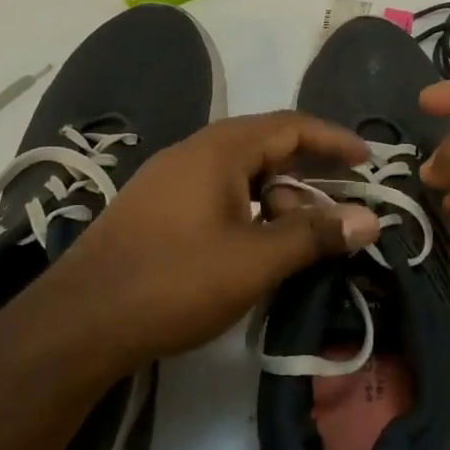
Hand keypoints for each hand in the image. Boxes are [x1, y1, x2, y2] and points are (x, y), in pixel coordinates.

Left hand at [32, 113, 381, 375]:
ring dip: (278, 199)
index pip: (290, 126)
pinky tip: (255, 247)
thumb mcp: (256, 260)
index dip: (334, 139)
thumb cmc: (175, 281)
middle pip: (266, 148)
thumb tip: (371, 219)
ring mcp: (168, 181)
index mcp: (219, 150)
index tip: (367, 159)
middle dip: (308, 176)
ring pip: (240, 175)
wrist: (79, 324)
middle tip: (337, 211)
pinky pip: (217, 195)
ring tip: (298, 240)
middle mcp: (192, 153)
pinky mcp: (154, 210)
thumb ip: (315, 235)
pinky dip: (250, 211)